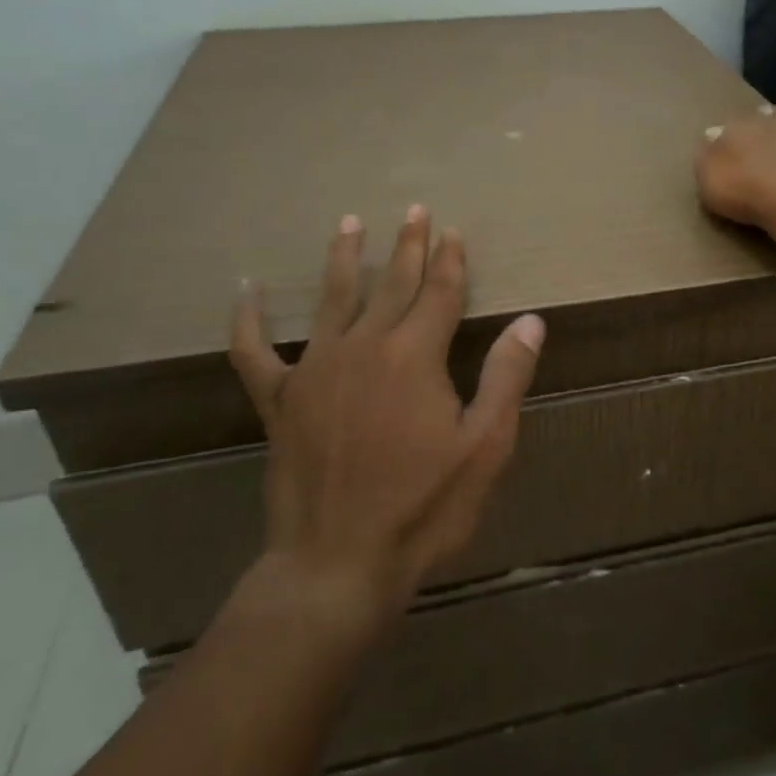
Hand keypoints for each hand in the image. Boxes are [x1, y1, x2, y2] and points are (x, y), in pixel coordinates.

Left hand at [228, 207, 544, 637]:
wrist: (337, 565)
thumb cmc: (423, 508)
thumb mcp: (485, 447)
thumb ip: (507, 377)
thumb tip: (530, 321)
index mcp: (415, 356)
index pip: (439, 292)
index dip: (450, 260)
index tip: (454, 231)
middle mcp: (364, 348)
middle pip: (392, 285)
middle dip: (408, 246)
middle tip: (414, 210)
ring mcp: (315, 370)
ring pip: (333, 299)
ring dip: (345, 258)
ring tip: (350, 223)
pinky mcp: (279, 401)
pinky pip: (254, 351)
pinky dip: (248, 319)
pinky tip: (245, 289)